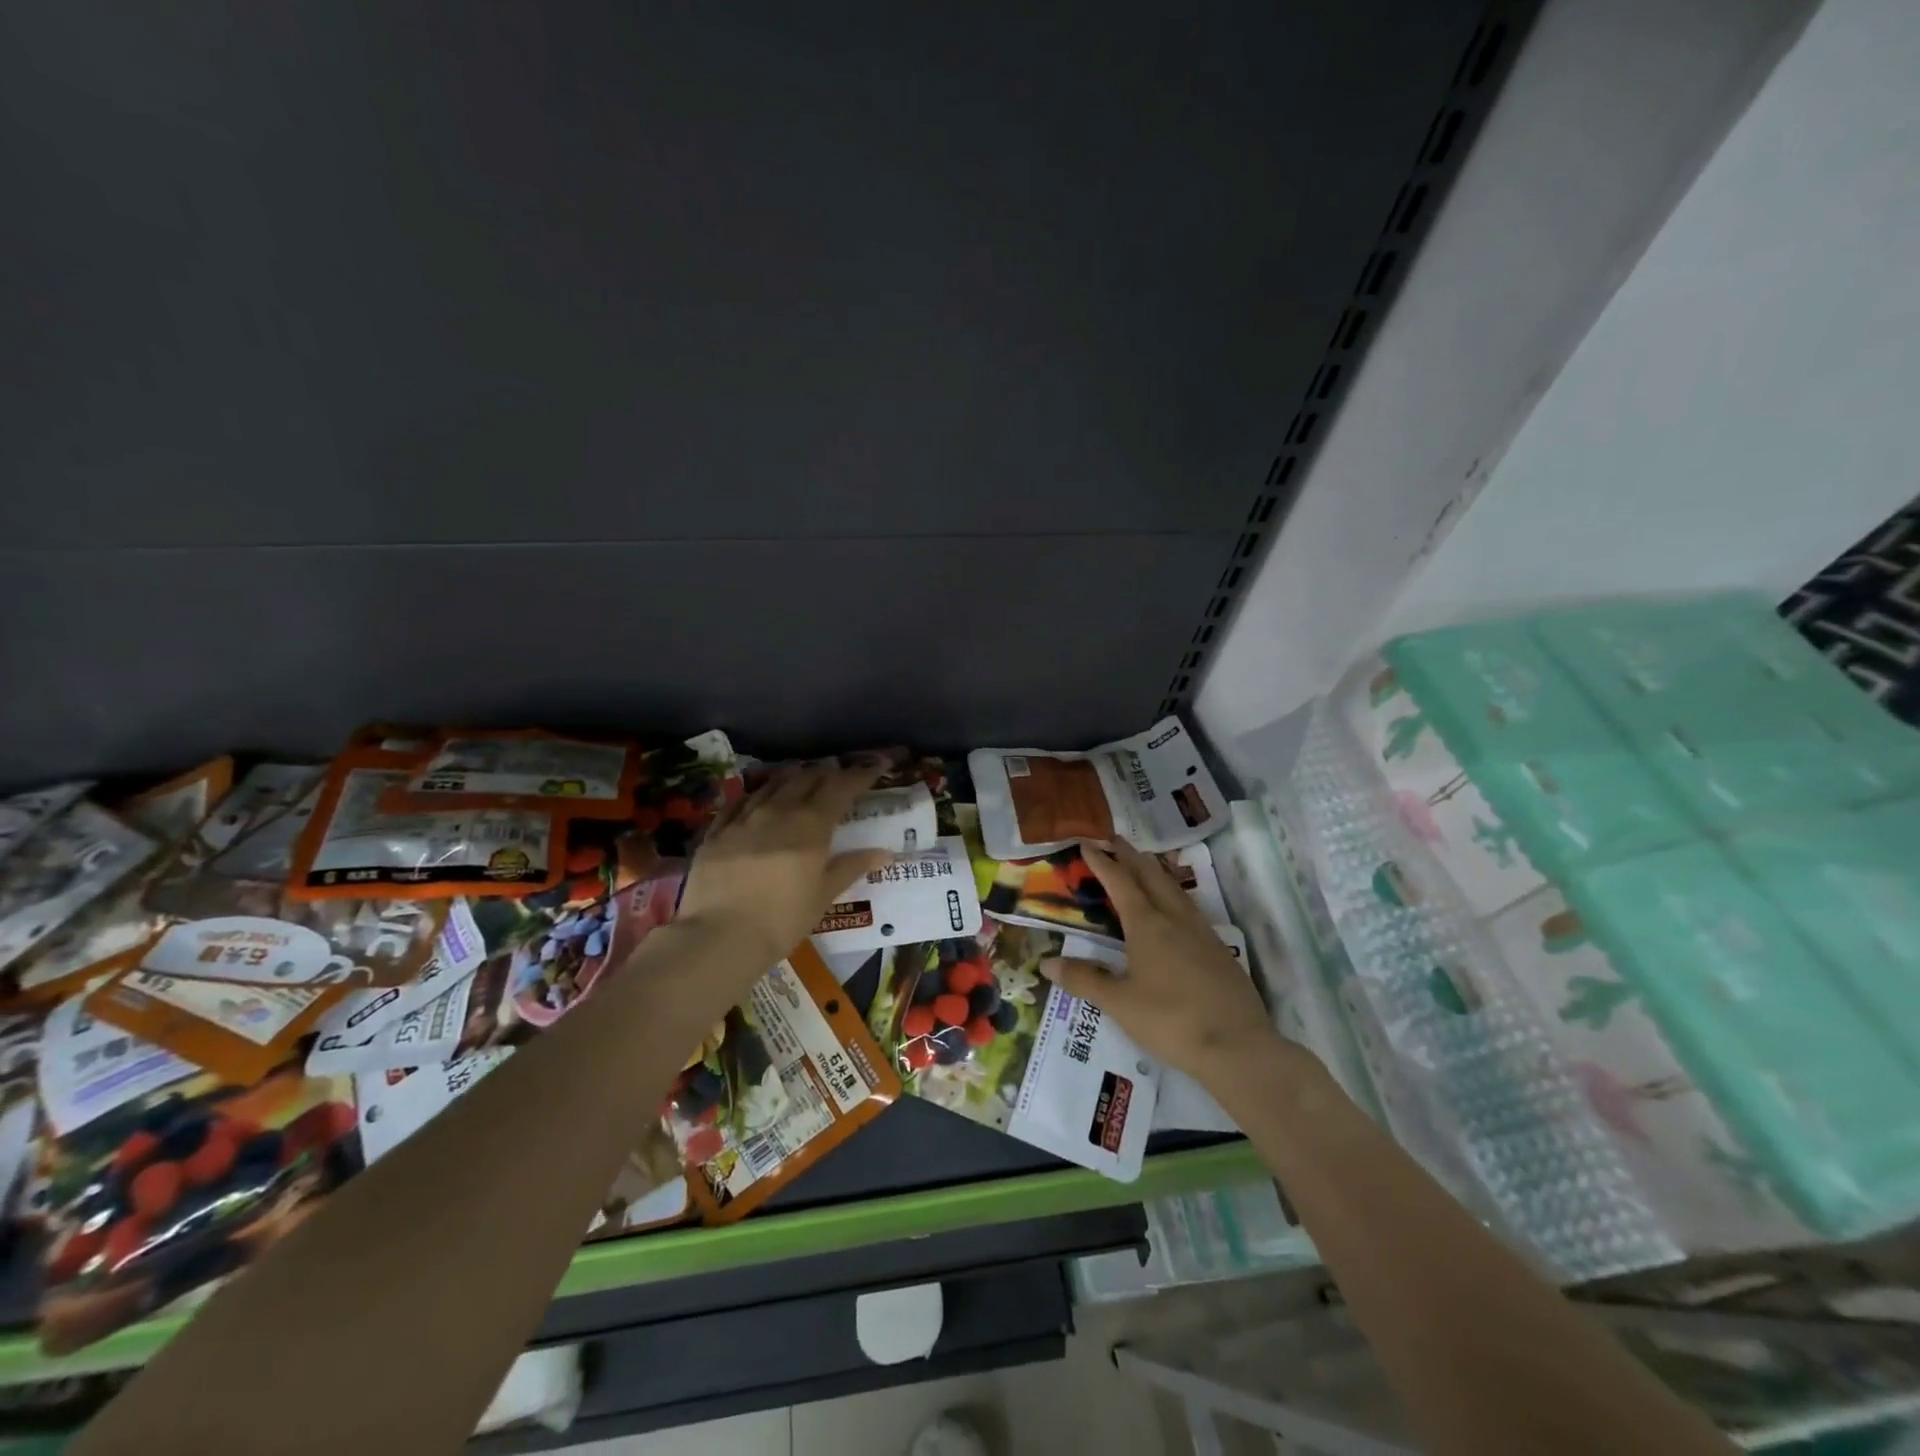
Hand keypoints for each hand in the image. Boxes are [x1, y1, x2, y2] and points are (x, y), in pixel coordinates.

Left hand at [674, 760, 891, 973]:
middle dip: (827, 772)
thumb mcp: (823, 896)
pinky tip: (758, 799)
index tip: (876, 766)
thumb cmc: (782, 919)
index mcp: (811, 825)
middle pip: (806, 777)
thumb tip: (884, 852)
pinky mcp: (716, 831)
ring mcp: (744, 818)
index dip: (861, 774)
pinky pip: (740, 802)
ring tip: (802, 778)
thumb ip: (851, 867)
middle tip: (838, 776)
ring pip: (772, 784)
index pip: (841, 787)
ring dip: (793, 777)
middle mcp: (778, 811)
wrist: (719, 936)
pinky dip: (757, 795)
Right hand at [1040, 841, 1275, 1081]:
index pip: (1120, 882)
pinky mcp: (1219, 949)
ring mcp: (1202, 932)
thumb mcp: (1119, 1003)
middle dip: (1130, 855)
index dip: (1102, 862)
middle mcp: (1175, 918)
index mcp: (1147, 925)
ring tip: (1144, 862)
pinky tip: (1174, 907)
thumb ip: (1084, 979)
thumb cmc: (1170, 1021)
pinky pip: (1190, 907)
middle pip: (1151, 875)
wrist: (1238, 1046)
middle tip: (1114, 839)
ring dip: (1155, 870)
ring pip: (1175, 888)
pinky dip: (1173, 893)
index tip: (1087, 843)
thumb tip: (1048, 963)